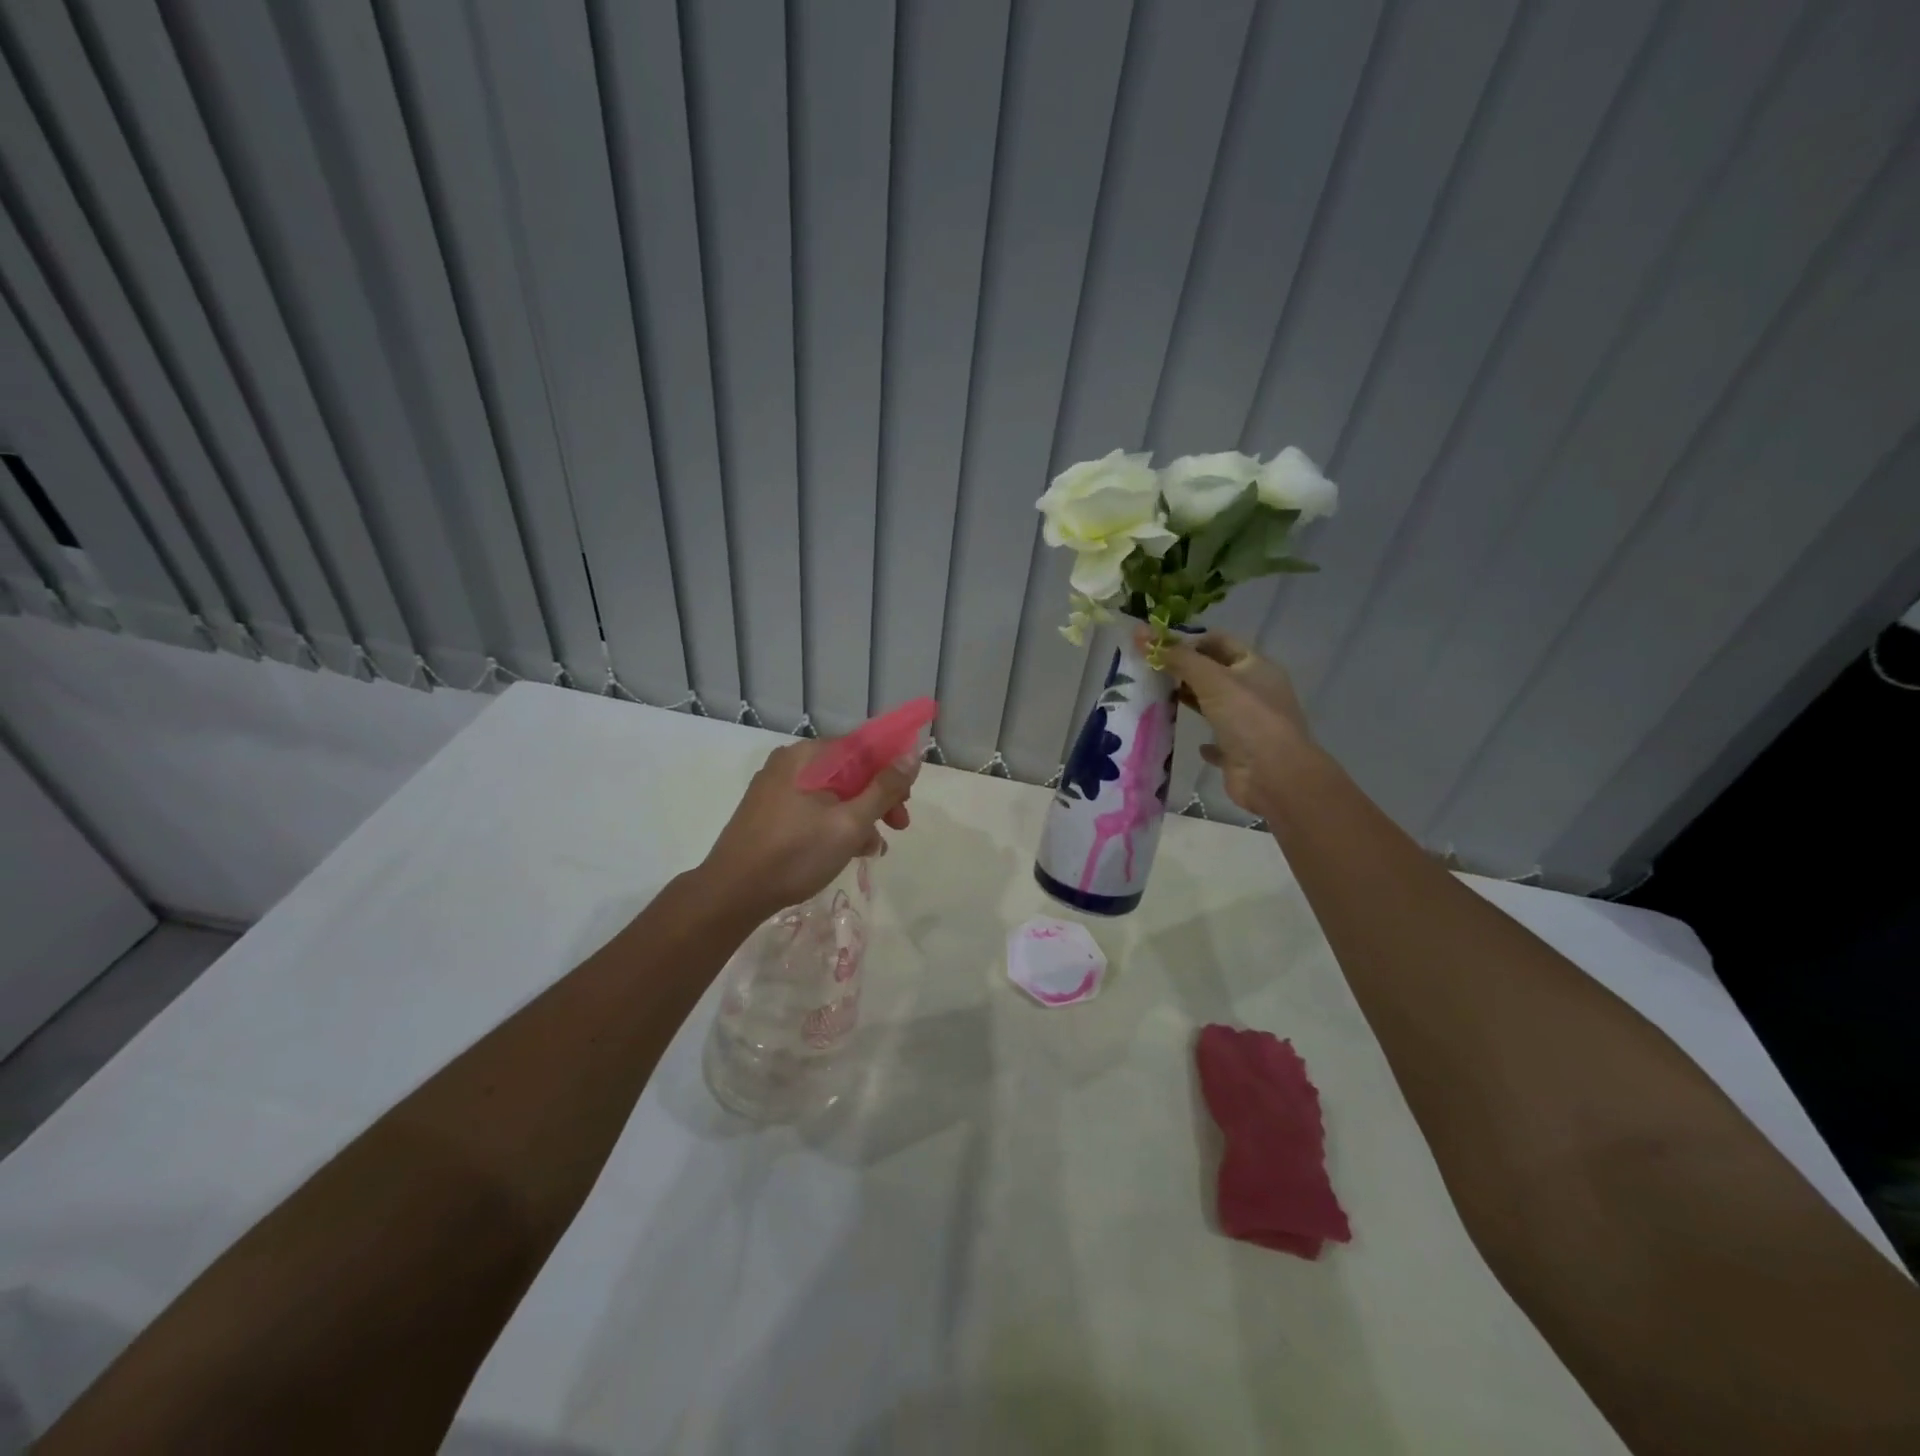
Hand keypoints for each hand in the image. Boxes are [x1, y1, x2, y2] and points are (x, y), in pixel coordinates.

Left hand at [698, 739, 916, 920]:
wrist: (732, 893)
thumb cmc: (796, 854)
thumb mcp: (849, 823)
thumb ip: (884, 788)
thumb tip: (913, 753)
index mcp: (808, 756)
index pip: (863, 746)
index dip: (892, 768)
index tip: (908, 799)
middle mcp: (791, 763)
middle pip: (849, 770)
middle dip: (879, 797)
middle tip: (898, 826)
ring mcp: (777, 788)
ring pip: (834, 792)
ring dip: (860, 816)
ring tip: (873, 849)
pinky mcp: (770, 812)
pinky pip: (814, 808)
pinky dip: (835, 824)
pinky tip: (849, 851)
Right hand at [1146, 626, 1313, 815]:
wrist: (1274, 776)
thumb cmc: (1247, 718)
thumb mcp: (1211, 679)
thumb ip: (1177, 657)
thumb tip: (1141, 632)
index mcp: (1256, 666)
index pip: (1220, 642)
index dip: (1190, 640)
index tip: (1157, 647)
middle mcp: (1255, 692)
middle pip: (1216, 673)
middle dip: (1185, 670)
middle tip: (1149, 671)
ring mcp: (1249, 723)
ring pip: (1215, 705)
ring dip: (1191, 702)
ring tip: (1157, 699)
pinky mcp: (1240, 752)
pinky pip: (1218, 741)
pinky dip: (1204, 739)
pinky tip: (1189, 741)